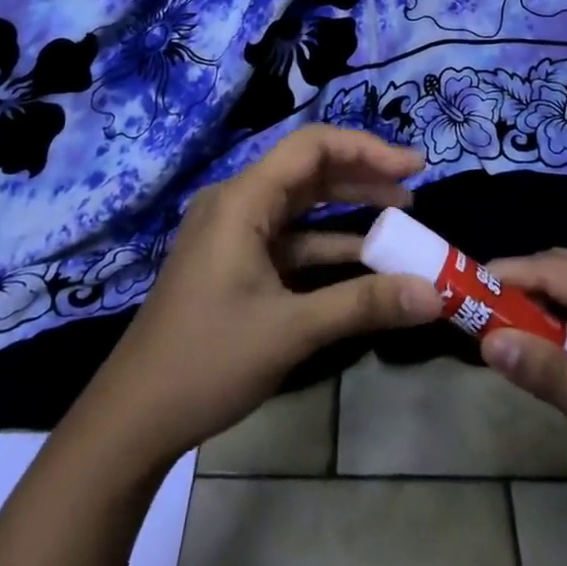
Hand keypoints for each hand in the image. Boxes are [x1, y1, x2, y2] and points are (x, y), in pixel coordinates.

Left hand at [72, 126, 444, 466]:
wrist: (132, 418)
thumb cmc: (207, 361)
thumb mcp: (292, 330)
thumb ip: (364, 304)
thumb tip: (434, 294)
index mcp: (242, 199)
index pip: (313, 146)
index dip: (367, 149)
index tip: (413, 167)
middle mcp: (236, 202)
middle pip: (308, 169)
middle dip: (363, 175)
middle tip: (413, 187)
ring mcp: (232, 231)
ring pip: (300, 203)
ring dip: (348, 208)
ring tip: (399, 214)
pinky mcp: (233, 260)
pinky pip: (288, 237)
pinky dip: (325, 243)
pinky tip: (363, 258)